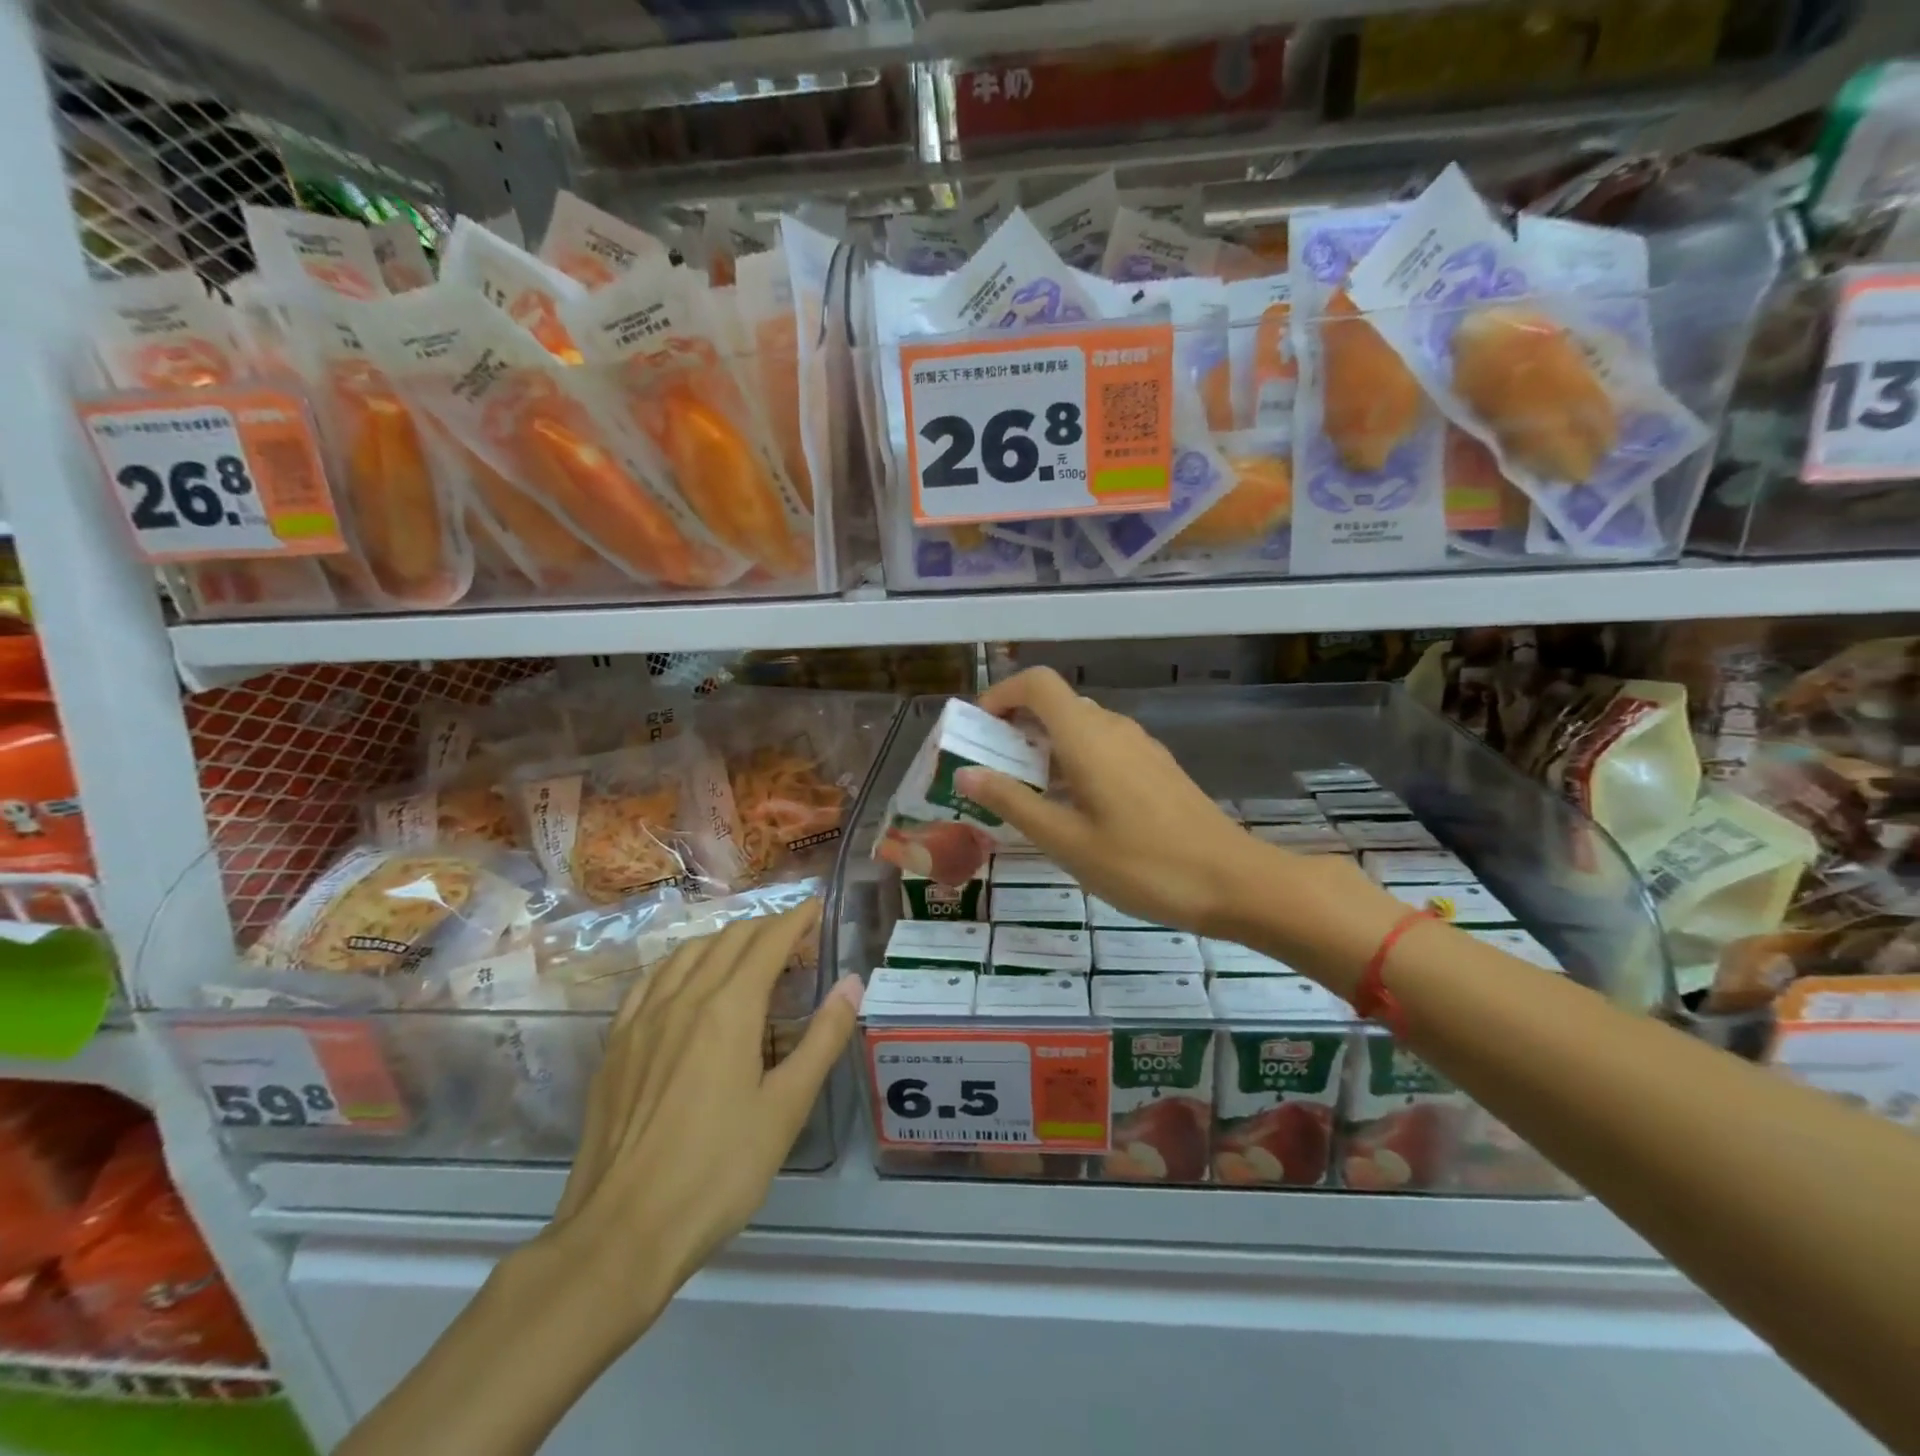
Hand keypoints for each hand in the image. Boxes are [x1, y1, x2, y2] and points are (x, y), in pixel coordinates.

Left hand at [533, 902, 862, 1347]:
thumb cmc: (718, 1172)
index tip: (815, 908)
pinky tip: (684, 982)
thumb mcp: (786, 1109)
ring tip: (744, 953)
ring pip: (687, 954)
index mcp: (728, 1009)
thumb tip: (852, 983)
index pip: (767, 942)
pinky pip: (650, 981)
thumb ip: (822, 1039)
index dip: (795, 919)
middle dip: (764, 928)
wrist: (621, 1234)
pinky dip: (679, 965)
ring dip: (722, 941)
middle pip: (728, 940)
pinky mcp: (615, 1045)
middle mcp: (683, 999)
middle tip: (792, 937)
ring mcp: (642, 1020)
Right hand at [954, 667, 1262, 936]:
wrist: (1234, 883)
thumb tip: (966, 773)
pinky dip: (1073, 762)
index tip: (979, 731)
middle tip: (992, 773)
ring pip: (1080, 728)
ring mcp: (1140, 747)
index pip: (1037, 683)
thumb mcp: (1067, 841)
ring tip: (1026, 797)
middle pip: (1056, 704)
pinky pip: (1102, 748)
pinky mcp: (1156, 768)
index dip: (1001, 695)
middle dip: (1016, 728)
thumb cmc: (1143, 865)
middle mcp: (1114, 729)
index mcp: (1088, 737)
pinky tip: (1072, 810)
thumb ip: (1014, 803)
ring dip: (1044, 748)